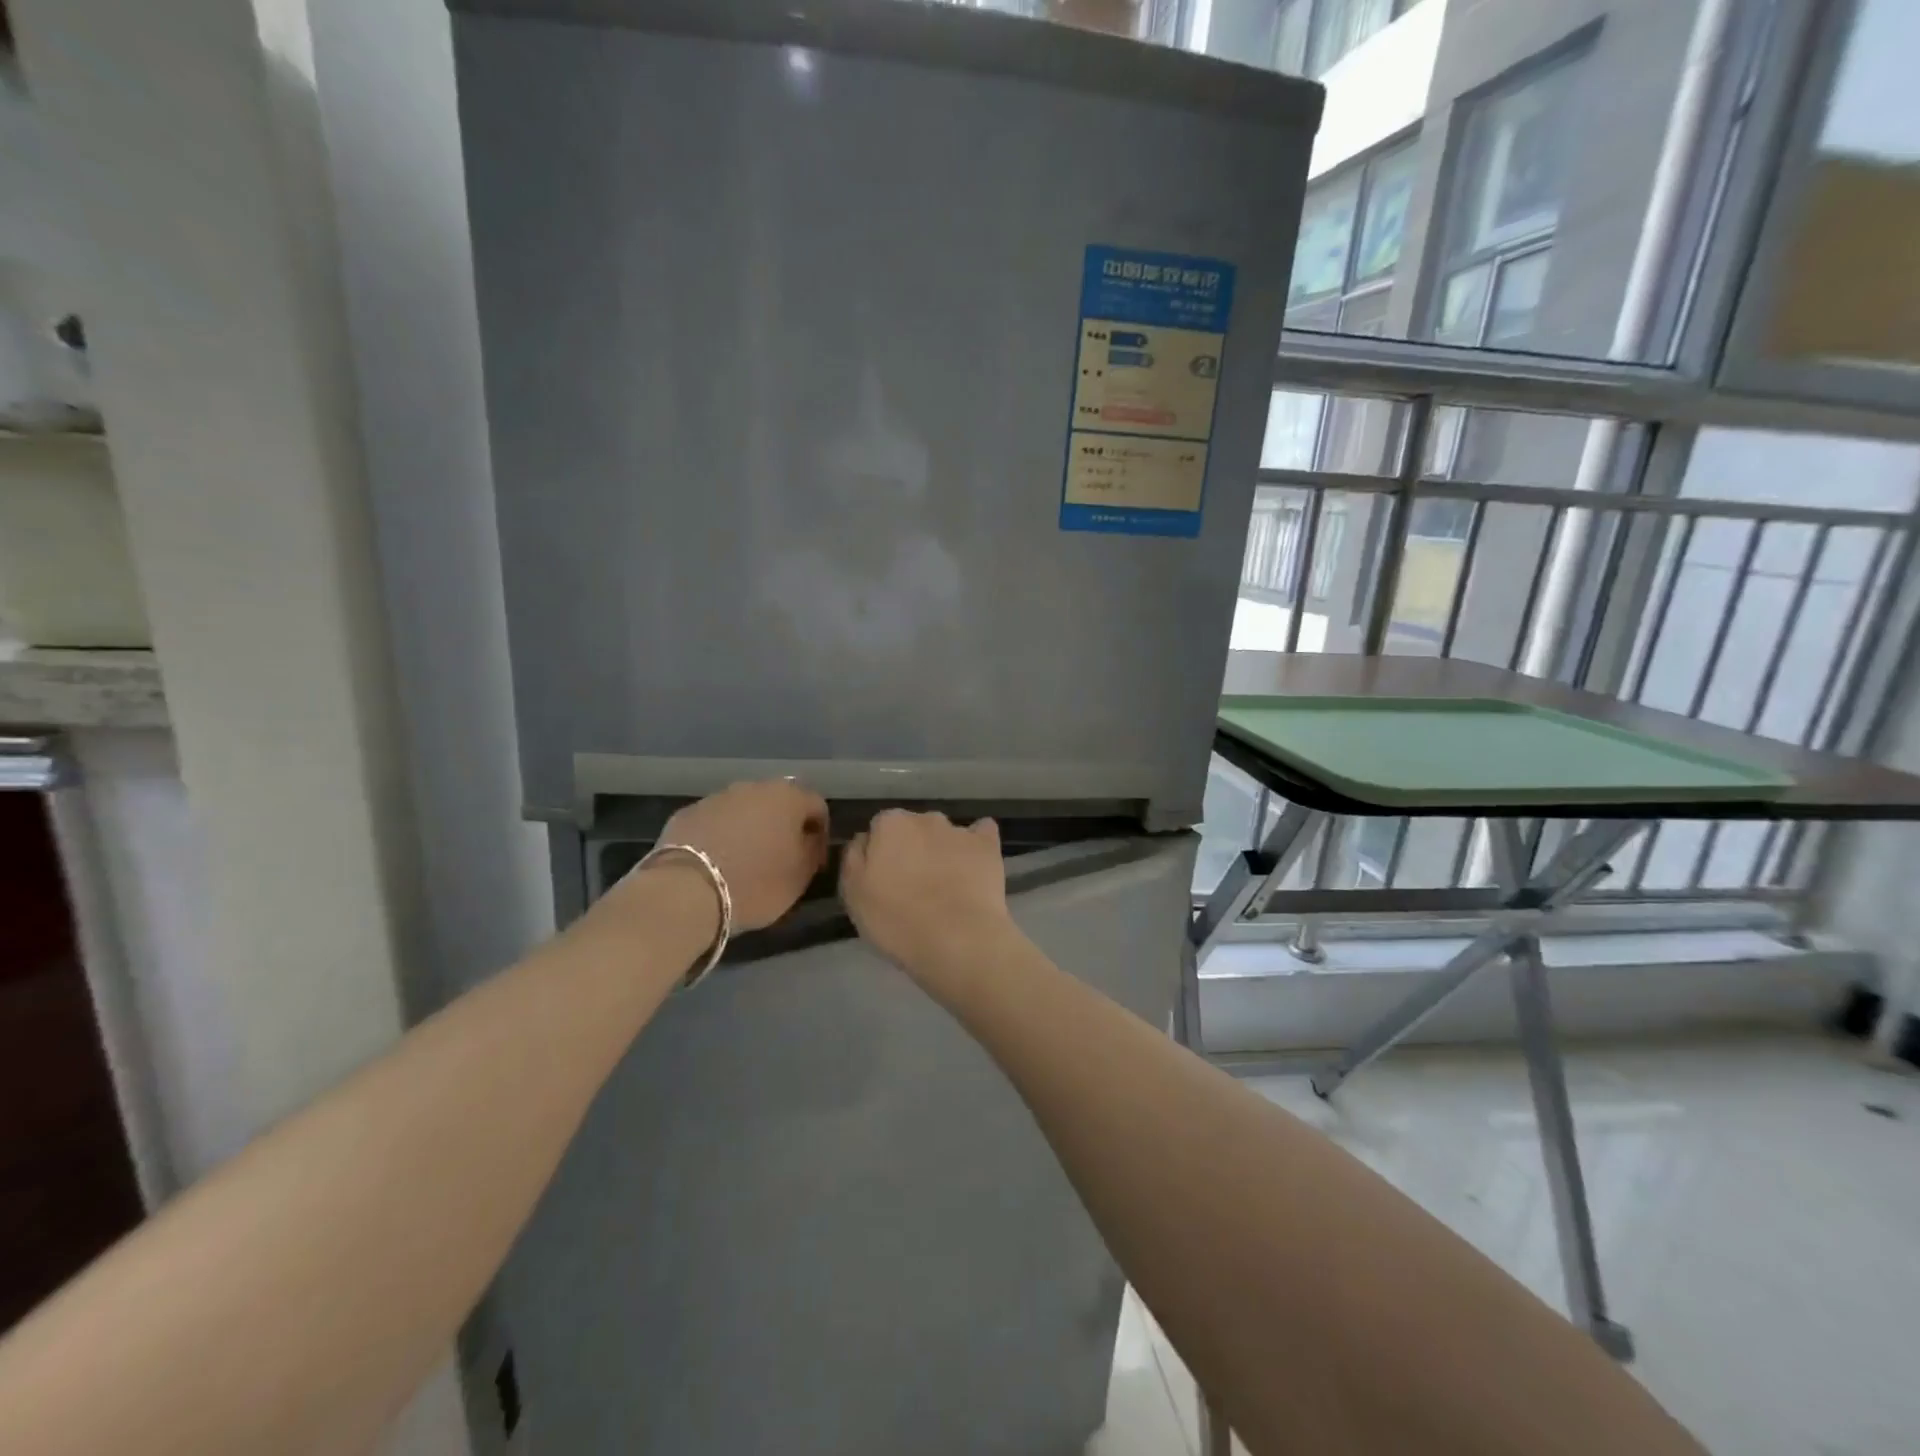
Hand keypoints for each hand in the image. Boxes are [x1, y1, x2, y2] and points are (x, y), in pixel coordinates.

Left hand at [656, 780, 828, 930]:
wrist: (687, 890)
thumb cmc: (756, 882)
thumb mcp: (800, 876)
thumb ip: (811, 851)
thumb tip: (808, 840)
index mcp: (788, 797)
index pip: (817, 806)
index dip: (820, 834)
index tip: (814, 861)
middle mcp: (754, 787)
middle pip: (778, 803)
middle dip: (783, 827)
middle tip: (781, 859)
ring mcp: (716, 798)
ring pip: (744, 810)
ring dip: (751, 829)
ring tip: (746, 862)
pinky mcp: (687, 813)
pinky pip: (715, 822)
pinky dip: (721, 836)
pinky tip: (717, 863)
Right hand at [840, 809, 1015, 982]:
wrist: (958, 940)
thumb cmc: (897, 920)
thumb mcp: (853, 894)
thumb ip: (854, 858)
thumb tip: (865, 839)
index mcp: (890, 824)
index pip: (880, 828)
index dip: (881, 853)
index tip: (883, 880)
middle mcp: (925, 818)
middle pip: (914, 828)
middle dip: (912, 848)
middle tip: (912, 886)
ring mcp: (960, 831)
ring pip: (945, 834)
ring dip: (942, 850)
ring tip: (945, 886)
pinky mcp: (988, 846)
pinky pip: (982, 834)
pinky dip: (976, 846)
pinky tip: (974, 865)